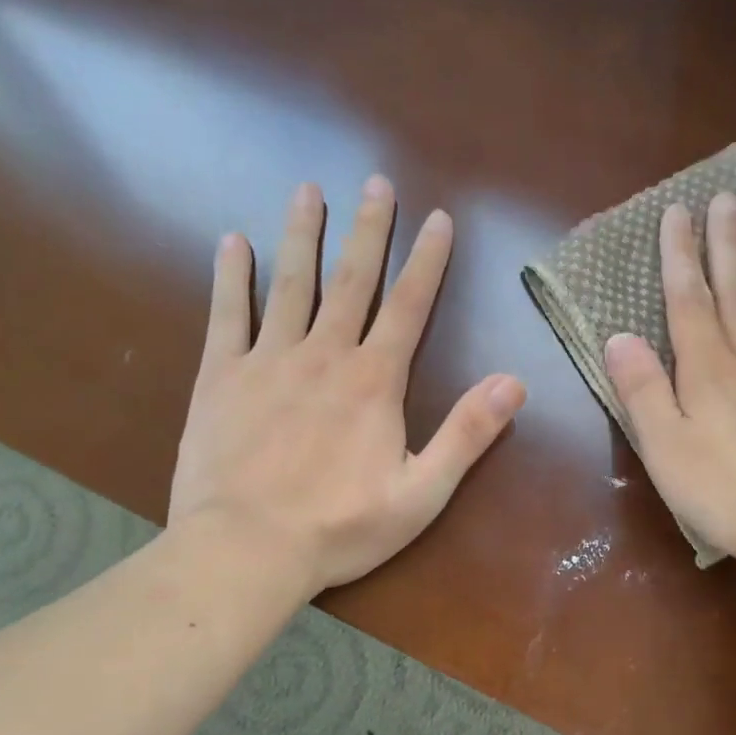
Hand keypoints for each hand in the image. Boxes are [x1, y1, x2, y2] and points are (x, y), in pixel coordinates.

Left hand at [168, 177, 525, 593]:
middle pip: (351, 280)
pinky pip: (227, 316)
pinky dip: (231, 277)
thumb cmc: (340, 528)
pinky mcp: (221, 378)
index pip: (409, 306)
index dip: (427, 260)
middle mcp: (324, 355)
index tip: (438, 217)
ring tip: (308, 190)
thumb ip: (467, 434)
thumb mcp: (421, 493)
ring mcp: (268, 361)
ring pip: (290, 284)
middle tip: (376, 182)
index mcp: (374, 381)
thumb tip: (514, 382)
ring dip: (302, 235)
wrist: (244, 552)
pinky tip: (232, 242)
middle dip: (368, 230)